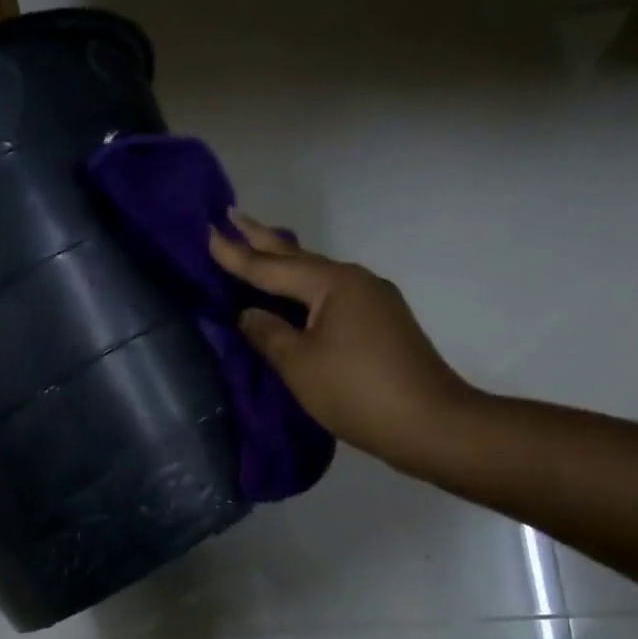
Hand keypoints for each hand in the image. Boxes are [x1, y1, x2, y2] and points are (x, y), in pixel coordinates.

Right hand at [209, 213, 482, 476]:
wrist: (429, 423)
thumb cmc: (356, 391)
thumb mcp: (299, 364)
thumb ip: (268, 334)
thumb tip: (248, 313)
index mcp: (333, 284)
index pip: (271, 267)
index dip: (236, 254)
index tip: (208, 232)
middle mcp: (356, 280)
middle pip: (299, 258)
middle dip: (263, 239)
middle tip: (232, 216)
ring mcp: (374, 300)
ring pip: (318, 275)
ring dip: (286, 262)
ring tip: (259, 248)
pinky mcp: (383, 322)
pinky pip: (333, 294)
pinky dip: (306, 288)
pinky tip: (298, 294)